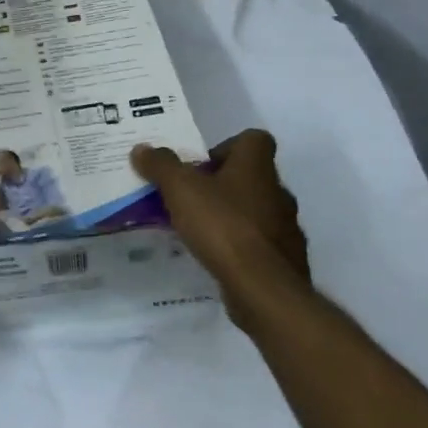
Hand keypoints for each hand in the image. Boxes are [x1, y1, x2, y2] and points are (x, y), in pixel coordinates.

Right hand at [131, 130, 309, 325]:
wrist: (263, 288)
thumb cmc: (223, 225)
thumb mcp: (180, 189)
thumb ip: (160, 166)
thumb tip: (142, 149)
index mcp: (256, 166)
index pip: (253, 140)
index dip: (228, 146)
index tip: (202, 163)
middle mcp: (277, 191)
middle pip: (252, 176)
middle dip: (223, 184)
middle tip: (192, 197)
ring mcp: (286, 227)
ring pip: (257, 211)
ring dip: (233, 215)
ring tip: (200, 229)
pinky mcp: (285, 260)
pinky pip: (260, 243)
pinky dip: (242, 246)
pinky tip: (218, 256)